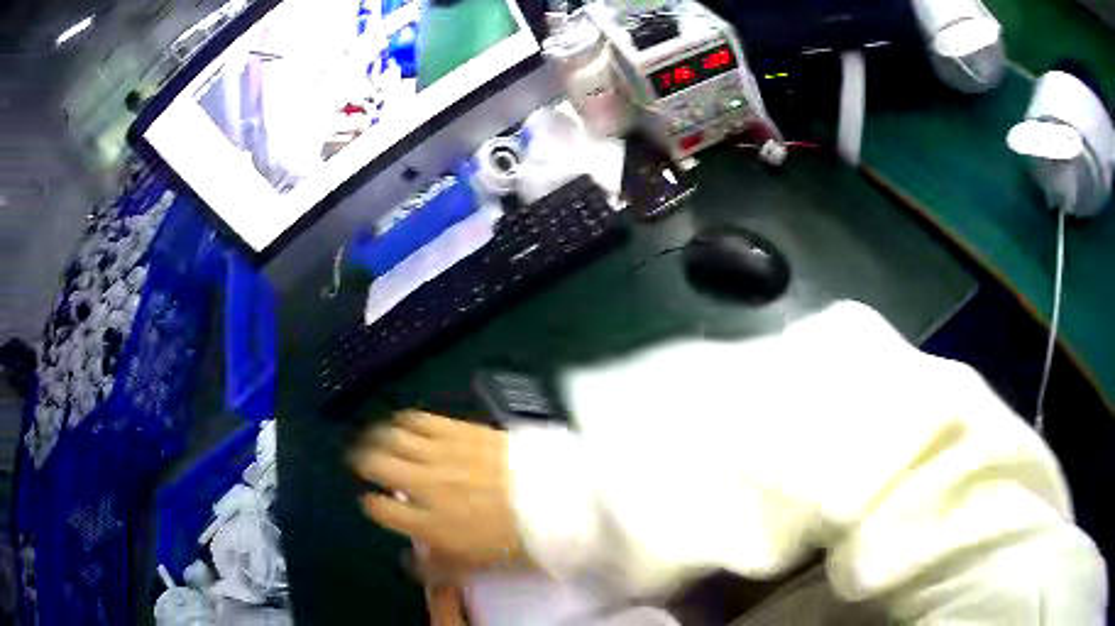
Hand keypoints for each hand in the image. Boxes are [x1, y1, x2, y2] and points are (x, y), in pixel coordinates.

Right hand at [351, 411, 527, 570]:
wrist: (562, 499)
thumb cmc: (520, 540)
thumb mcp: (478, 565)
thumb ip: (439, 566)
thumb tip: (412, 562)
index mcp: (428, 523)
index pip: (381, 509)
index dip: (374, 505)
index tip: (374, 502)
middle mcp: (425, 485)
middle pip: (376, 465)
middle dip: (363, 462)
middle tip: (362, 461)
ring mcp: (441, 454)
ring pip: (393, 438)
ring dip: (378, 438)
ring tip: (375, 438)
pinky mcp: (460, 430)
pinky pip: (420, 419)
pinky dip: (406, 421)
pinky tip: (405, 423)